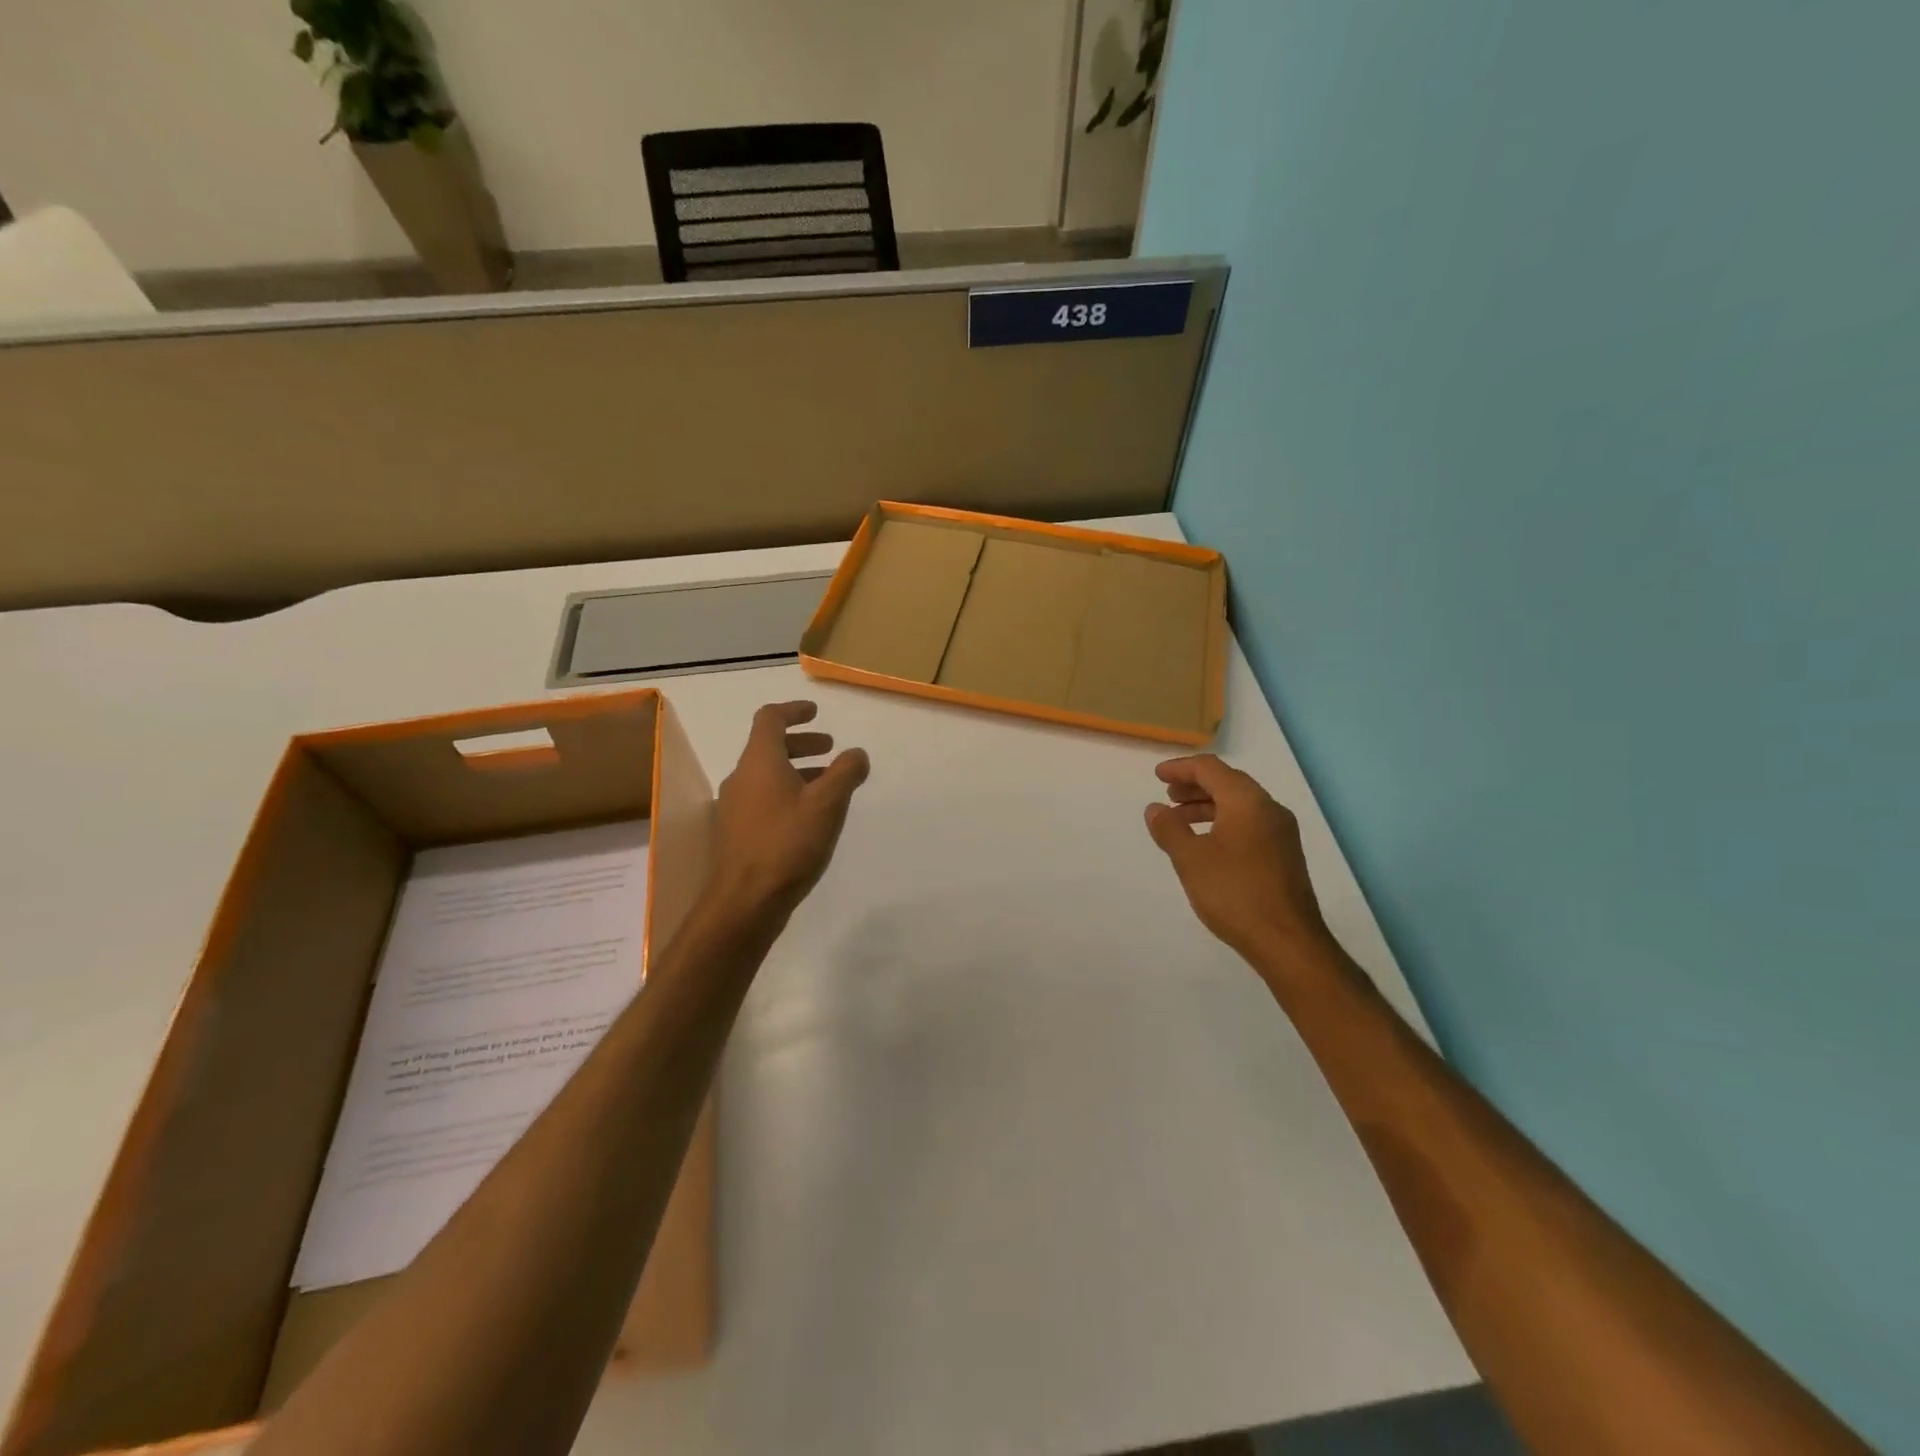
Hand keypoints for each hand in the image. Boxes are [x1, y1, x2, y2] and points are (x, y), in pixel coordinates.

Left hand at [711, 701, 869, 919]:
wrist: (745, 901)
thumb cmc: (788, 843)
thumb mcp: (827, 804)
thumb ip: (846, 773)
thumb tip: (856, 754)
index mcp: (759, 761)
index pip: (770, 718)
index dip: (793, 710)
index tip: (815, 712)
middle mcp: (741, 778)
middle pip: (768, 747)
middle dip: (801, 743)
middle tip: (830, 749)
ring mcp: (735, 807)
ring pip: (767, 776)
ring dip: (796, 771)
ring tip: (827, 785)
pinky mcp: (737, 832)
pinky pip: (763, 799)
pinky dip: (787, 794)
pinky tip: (808, 818)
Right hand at [1145, 755, 1330, 965]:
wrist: (1287, 942)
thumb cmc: (1235, 893)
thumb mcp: (1191, 859)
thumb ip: (1170, 829)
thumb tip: (1155, 809)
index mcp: (1247, 802)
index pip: (1211, 769)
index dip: (1181, 768)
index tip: (1157, 776)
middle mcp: (1269, 809)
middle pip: (1228, 782)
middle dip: (1195, 786)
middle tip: (1167, 796)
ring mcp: (1281, 833)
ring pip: (1240, 805)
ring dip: (1207, 806)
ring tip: (1180, 821)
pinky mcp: (1284, 855)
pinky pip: (1249, 823)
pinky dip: (1223, 822)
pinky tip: (1207, 844)